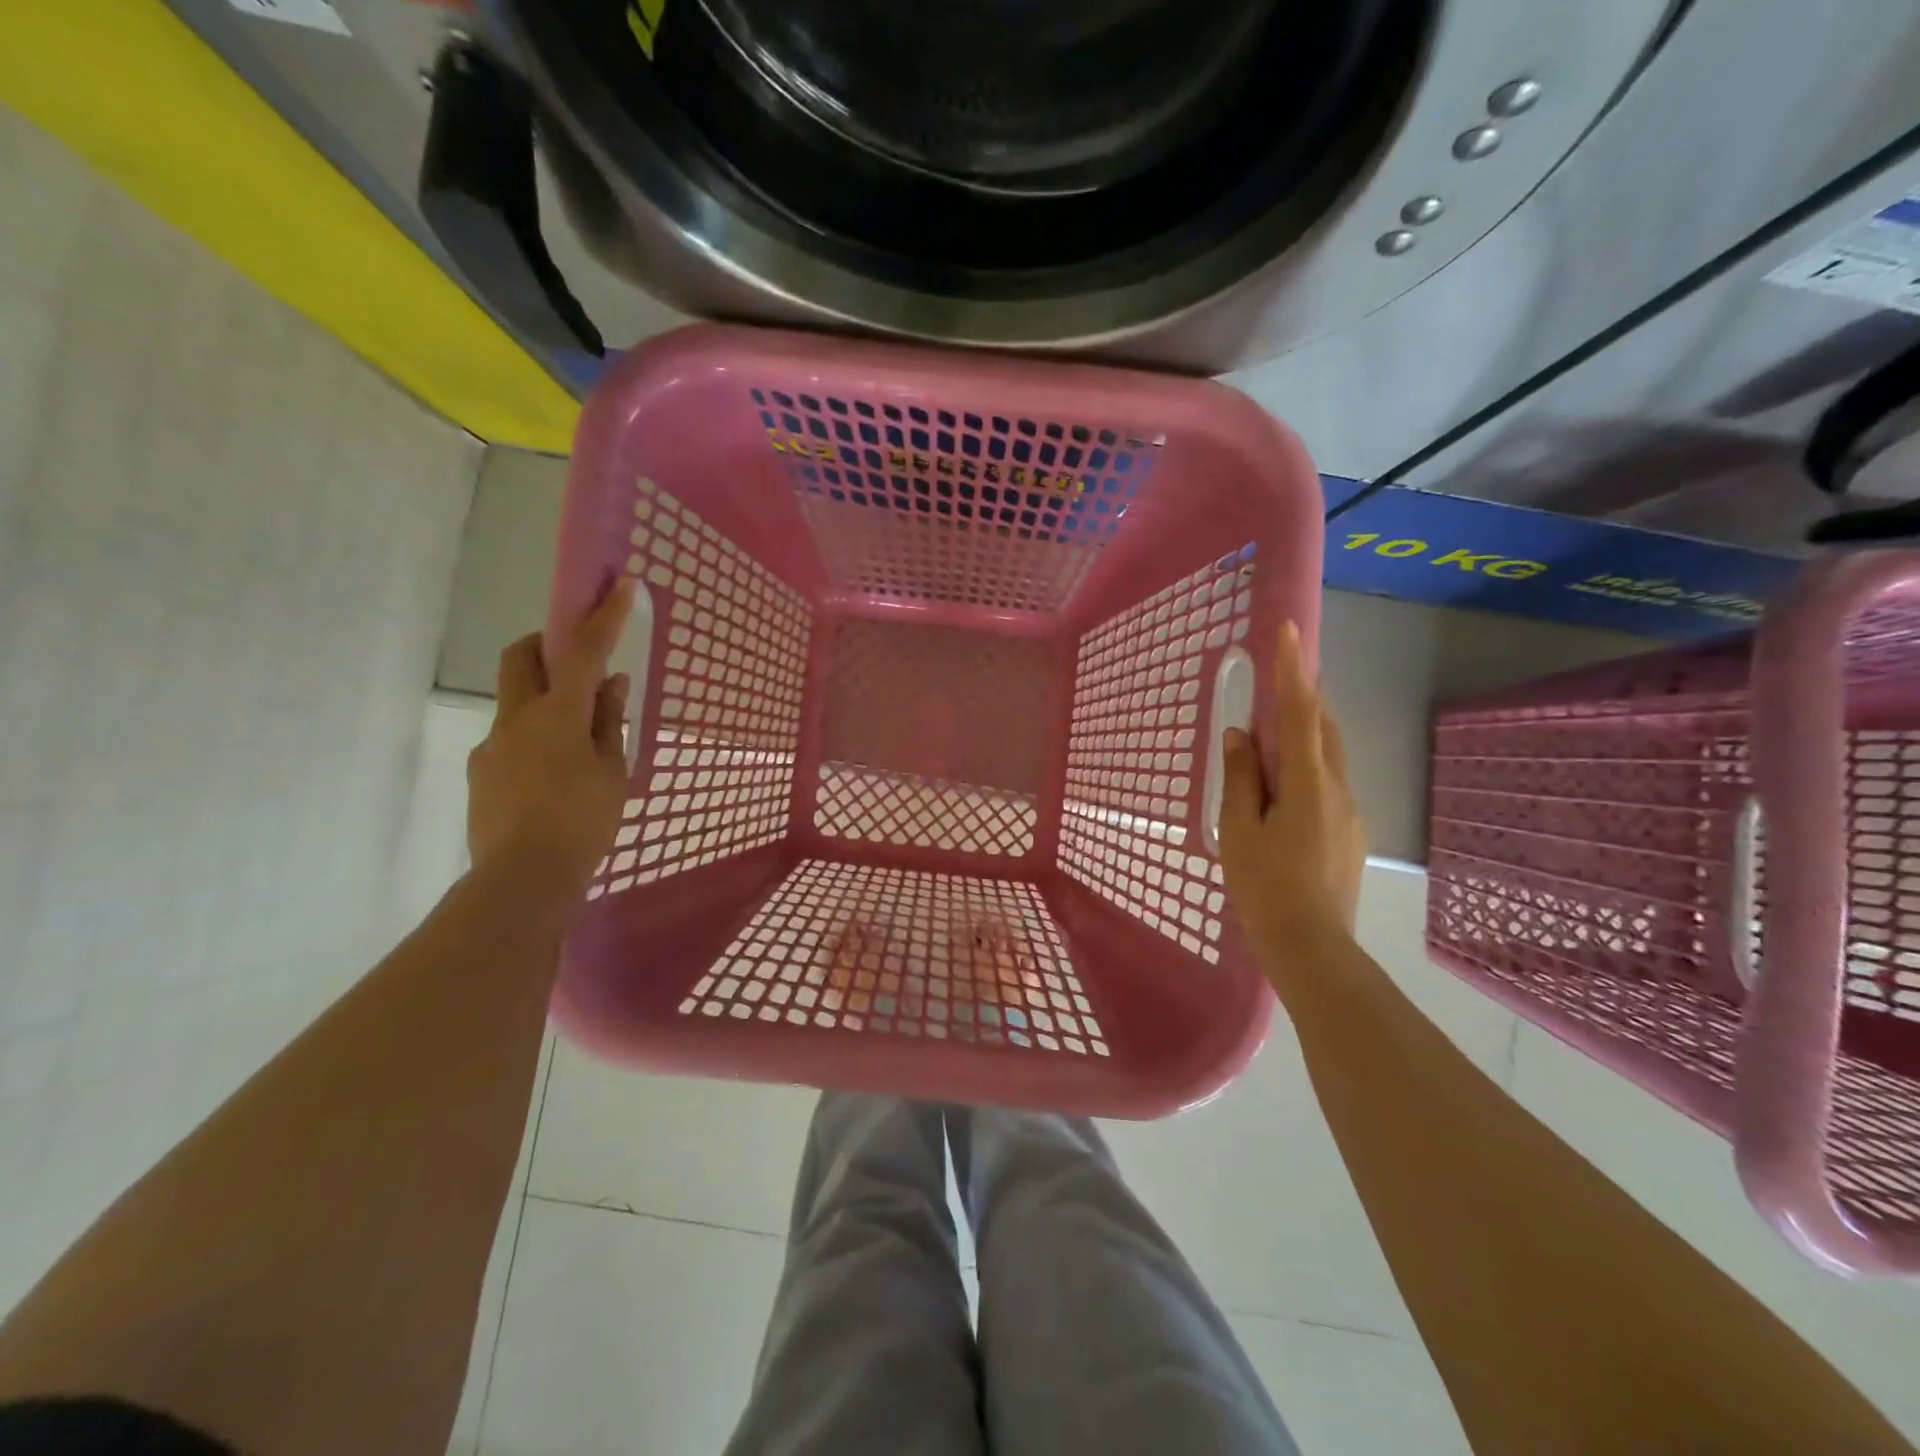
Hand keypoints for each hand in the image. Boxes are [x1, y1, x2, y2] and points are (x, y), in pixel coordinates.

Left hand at [467, 580, 634, 900]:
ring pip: (516, 701)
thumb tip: (612, 682)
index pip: (582, 653)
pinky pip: (510, 738)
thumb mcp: (612, 771)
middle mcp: (516, 718)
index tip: (619, 586)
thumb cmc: (582, 822)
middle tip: (575, 659)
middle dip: (545, 643)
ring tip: (577, 743)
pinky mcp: (481, 771)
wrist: (521, 880)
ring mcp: (492, 745)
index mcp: (557, 715)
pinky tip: (554, 777)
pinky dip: (534, 738)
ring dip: (545, 700)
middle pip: (520, 657)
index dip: (603, 617)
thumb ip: (610, 722)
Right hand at [1219, 622, 1365, 960]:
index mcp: (1306, 784)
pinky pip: (1328, 785)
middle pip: (1324, 729)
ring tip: (1273, 741)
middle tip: (1279, 685)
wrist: (1312, 948)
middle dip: (1305, 699)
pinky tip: (1283, 794)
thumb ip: (1240, 779)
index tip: (1289, 632)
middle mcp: (1337, 789)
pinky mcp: (1350, 834)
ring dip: (1306, 736)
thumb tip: (1240, 736)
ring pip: (1329, 758)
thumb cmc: (1265, 887)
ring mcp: (1350, 813)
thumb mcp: (1239, 830)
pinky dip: (1307, 770)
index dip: (1293, 670)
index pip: (1301, 714)